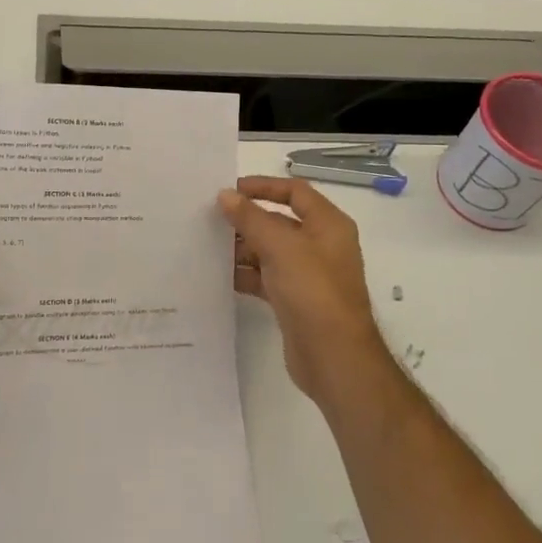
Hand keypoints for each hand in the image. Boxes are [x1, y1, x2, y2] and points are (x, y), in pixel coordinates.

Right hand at [219, 177, 389, 405]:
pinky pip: (266, 278)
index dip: (264, 186)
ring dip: (242, 248)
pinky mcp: (295, 300)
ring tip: (207, 246)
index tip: (230, 189)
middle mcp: (320, 245)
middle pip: (280, 222)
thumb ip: (251, 219)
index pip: (295, 192)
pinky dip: (246, 274)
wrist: (333, 356)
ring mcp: (308, 275)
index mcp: (328, 225)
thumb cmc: (313, 291)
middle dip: (247, 220)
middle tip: (210, 219)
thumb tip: (225, 195)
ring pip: (270, 251)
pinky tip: (220, 276)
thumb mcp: (280, 247)